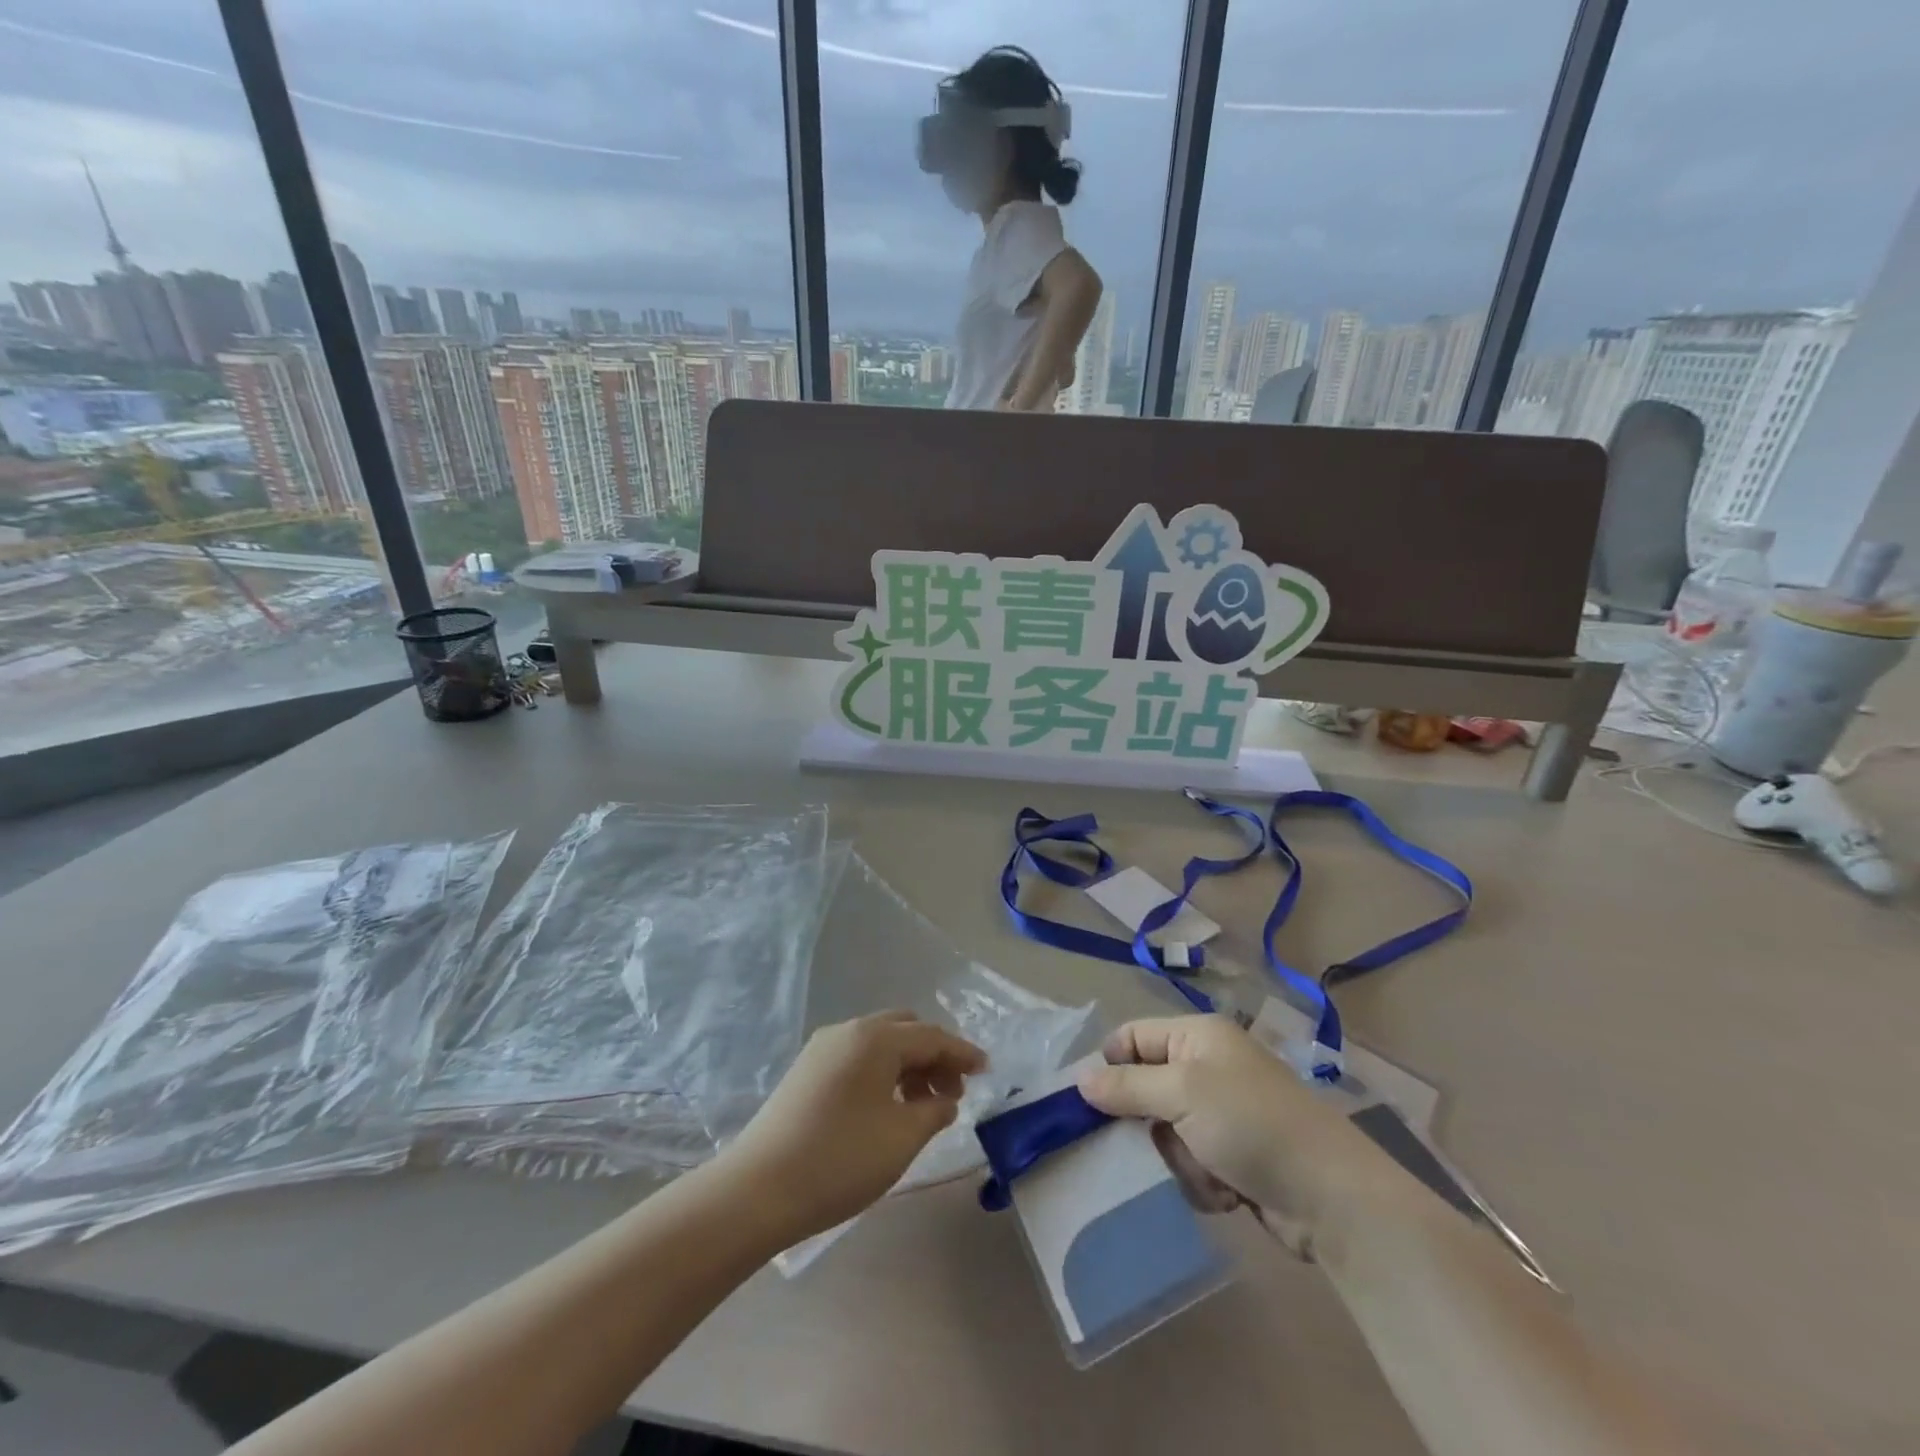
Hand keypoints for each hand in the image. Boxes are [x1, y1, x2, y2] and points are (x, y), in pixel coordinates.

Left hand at [721, 1012, 986, 1242]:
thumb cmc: (840, 1160)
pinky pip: (858, 1057)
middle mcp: (849, 1031)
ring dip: (908, 1065)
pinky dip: (883, 1072)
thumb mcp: (901, 1138)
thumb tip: (945, 1099)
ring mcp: (823, 1048)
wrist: (758, 1190)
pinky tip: (888, 1107)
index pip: (931, 1036)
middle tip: (953, 1093)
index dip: (962, 1053)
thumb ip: (934, 1111)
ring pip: (880, 1043)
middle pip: (905, 1030)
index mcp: (875, 1038)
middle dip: (934, 1056)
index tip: (987, 1069)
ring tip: (923, 1107)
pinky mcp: (807, 1070)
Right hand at [1077, 1016, 1391, 1254]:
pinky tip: (1229, 1191)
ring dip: (1181, 1158)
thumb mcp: (1181, 1095)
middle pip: (1147, 1089)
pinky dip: (1203, 1180)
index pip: (1133, 1037)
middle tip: (1163, 1140)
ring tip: (1210, 1170)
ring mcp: (1224, 1112)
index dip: (1111, 1065)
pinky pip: (1192, 1162)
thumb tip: (1080, 1078)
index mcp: (1198, 1036)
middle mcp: (1209, 1066)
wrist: (1329, 1197)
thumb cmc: (1249, 1125)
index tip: (1092, 1103)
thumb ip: (1127, 1085)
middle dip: (1152, 1124)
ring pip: (1166, 1132)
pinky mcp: (1235, 1154)